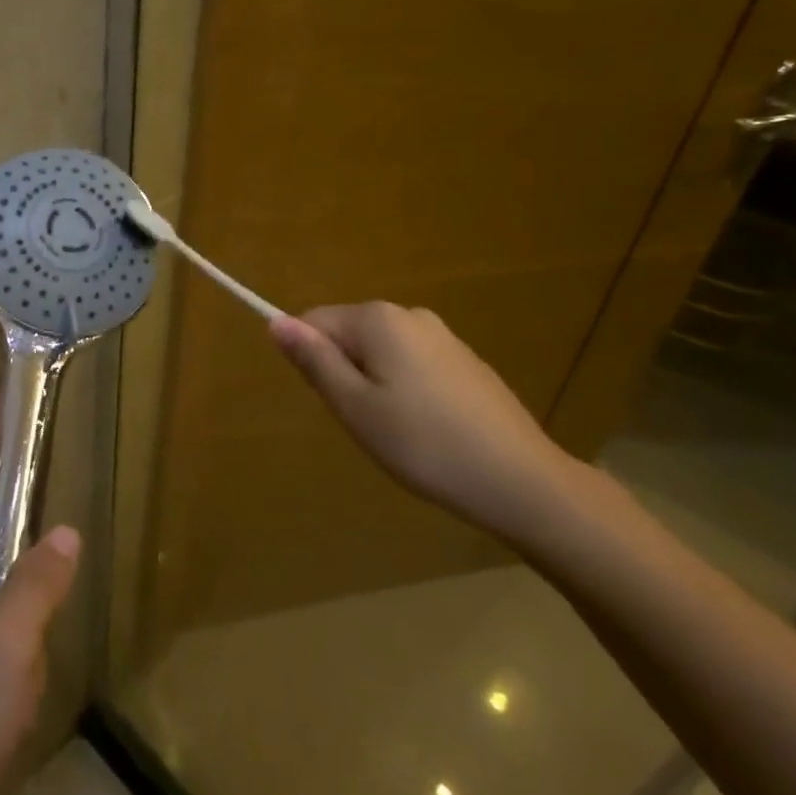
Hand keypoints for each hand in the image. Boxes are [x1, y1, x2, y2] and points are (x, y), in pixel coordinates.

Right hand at [270, 302, 591, 546]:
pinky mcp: (466, 362)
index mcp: (378, 319)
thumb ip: (314, 361)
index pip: (314, 321)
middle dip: (343, 373)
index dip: (311, 361)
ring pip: (381, 353)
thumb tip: (275, 322)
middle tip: (363, 422)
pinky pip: (413, 365)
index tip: (333, 402)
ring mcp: (444, 336)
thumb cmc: (423, 444)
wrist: (519, 480)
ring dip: (373, 385)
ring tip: (396, 431)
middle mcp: (410, 314)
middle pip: (349, 334)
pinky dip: (406, 391)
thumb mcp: (354, 406)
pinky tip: (426, 430)